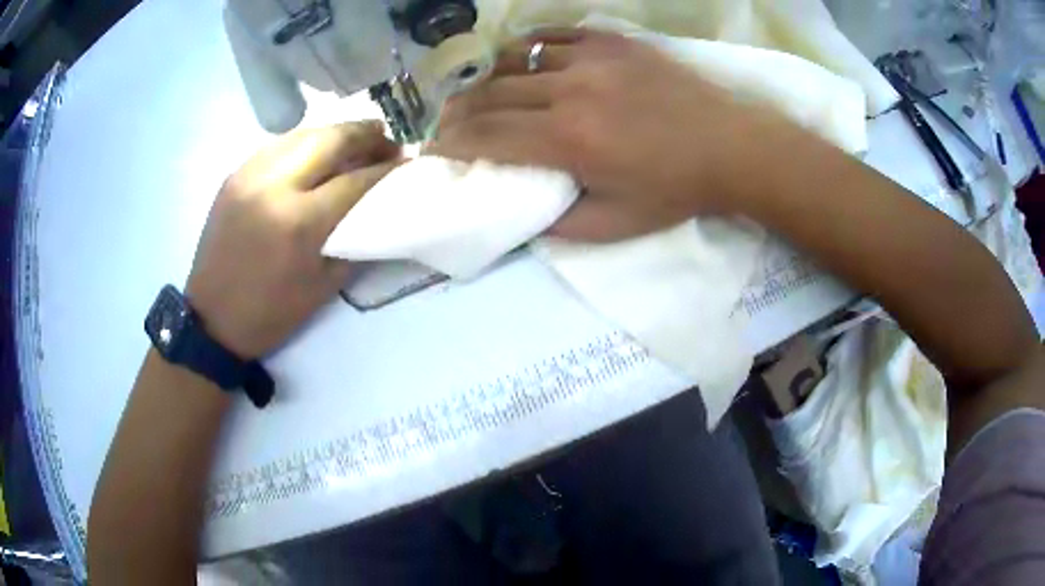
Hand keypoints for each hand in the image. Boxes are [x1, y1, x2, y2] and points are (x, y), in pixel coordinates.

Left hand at [186, 121, 400, 358]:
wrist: (212, 319)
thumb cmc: (271, 313)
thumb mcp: (325, 286)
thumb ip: (356, 238)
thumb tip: (382, 206)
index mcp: (298, 223)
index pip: (356, 180)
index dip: (388, 169)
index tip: (408, 164)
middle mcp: (273, 185)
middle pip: (331, 139)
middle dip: (367, 136)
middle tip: (388, 141)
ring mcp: (249, 174)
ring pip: (304, 134)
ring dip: (337, 134)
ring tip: (357, 142)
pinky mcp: (235, 175)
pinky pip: (279, 145)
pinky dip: (307, 143)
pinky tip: (318, 154)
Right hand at [430, 29, 772, 240]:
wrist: (732, 146)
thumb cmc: (676, 189)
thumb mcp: (615, 225)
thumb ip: (557, 223)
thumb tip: (519, 214)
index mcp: (568, 140)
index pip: (486, 136)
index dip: (451, 143)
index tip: (432, 148)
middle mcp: (569, 91)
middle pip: (491, 95)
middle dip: (458, 112)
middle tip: (446, 123)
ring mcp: (591, 59)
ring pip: (516, 61)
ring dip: (489, 80)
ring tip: (481, 94)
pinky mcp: (612, 42)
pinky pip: (552, 36)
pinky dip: (527, 49)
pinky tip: (522, 61)